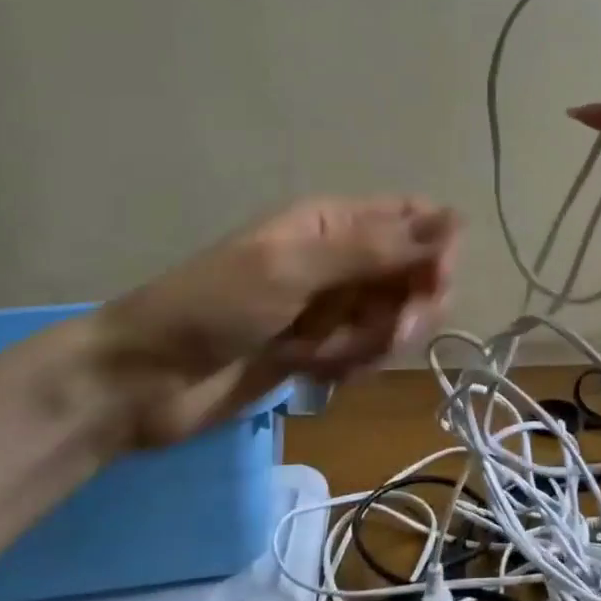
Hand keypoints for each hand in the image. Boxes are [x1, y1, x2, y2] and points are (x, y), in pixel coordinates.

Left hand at [83, 196, 459, 446]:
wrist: (145, 382)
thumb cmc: (215, 308)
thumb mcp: (295, 269)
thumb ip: (376, 248)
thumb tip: (455, 218)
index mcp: (333, 221)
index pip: (414, 219)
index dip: (436, 249)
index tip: (433, 286)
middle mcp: (340, 257)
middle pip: (413, 273)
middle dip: (408, 307)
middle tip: (387, 334)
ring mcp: (331, 306)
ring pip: (394, 317)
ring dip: (374, 342)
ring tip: (325, 355)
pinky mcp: (321, 348)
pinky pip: (366, 351)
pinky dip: (351, 364)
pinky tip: (313, 372)